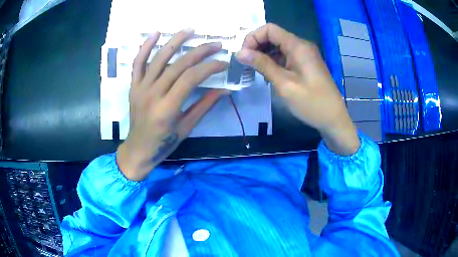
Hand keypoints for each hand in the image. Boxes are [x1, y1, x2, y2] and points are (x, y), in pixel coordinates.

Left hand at [117, 29, 227, 180]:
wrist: (138, 149)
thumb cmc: (163, 143)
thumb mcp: (186, 128)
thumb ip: (204, 106)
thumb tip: (224, 90)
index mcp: (167, 108)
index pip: (191, 78)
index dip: (210, 67)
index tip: (223, 63)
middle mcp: (152, 94)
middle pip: (178, 65)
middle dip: (200, 52)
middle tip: (216, 44)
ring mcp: (141, 88)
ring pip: (159, 58)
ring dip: (175, 41)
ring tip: (190, 30)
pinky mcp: (134, 86)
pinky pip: (138, 63)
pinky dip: (145, 47)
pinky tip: (156, 34)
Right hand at [236, 23, 359, 154]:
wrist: (334, 119)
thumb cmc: (311, 103)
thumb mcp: (284, 84)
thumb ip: (262, 65)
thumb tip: (240, 53)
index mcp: (298, 46)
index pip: (269, 29)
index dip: (253, 38)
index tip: (244, 56)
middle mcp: (301, 45)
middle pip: (273, 36)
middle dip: (257, 47)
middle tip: (247, 65)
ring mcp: (305, 55)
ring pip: (278, 46)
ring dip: (264, 55)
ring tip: (255, 72)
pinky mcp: (305, 64)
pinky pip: (285, 56)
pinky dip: (274, 62)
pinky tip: (268, 75)